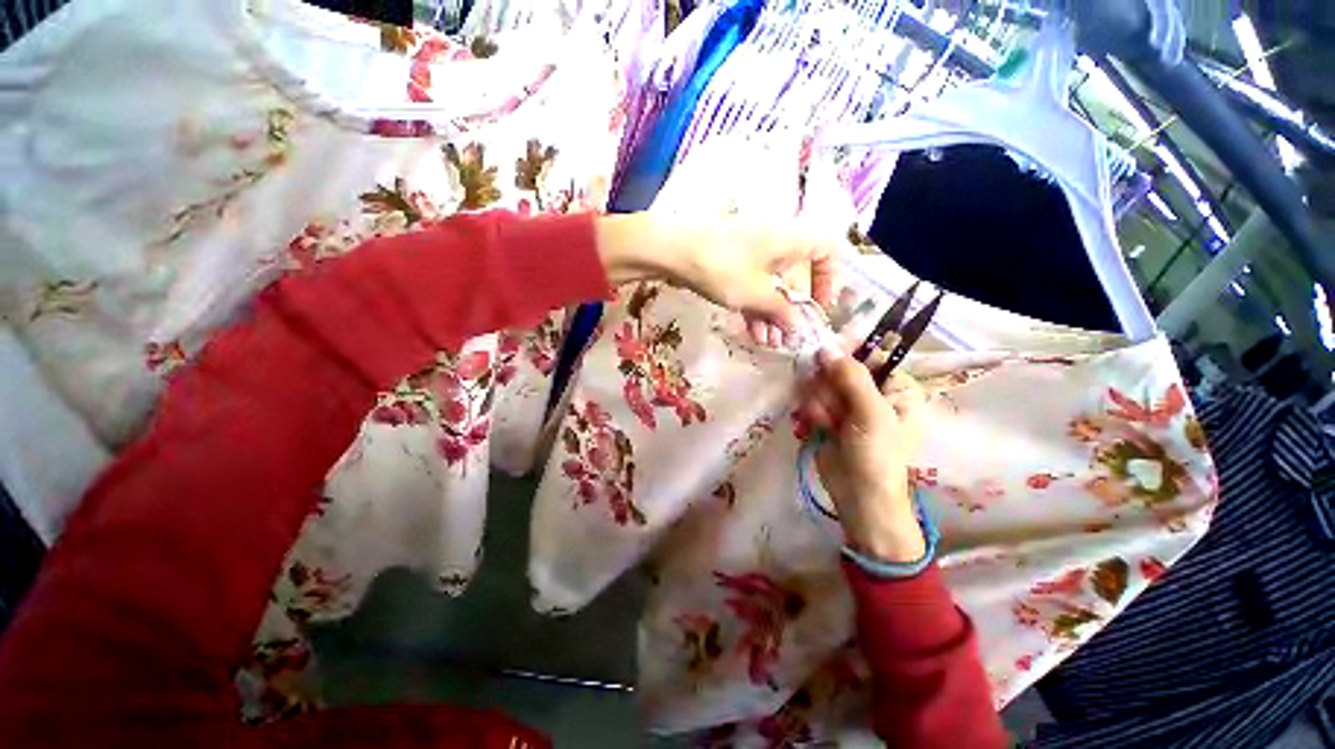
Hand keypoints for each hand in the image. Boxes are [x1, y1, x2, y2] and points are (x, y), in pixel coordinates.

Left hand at [596, 213, 836, 344]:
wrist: (673, 250)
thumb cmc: (723, 267)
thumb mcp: (756, 294)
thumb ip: (782, 312)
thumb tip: (799, 328)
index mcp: (792, 239)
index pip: (828, 251)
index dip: (830, 279)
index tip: (819, 307)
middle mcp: (777, 242)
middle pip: (797, 276)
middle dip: (792, 310)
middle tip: (788, 337)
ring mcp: (753, 252)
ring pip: (772, 285)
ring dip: (772, 315)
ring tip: (768, 343)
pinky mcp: (733, 262)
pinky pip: (753, 285)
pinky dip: (755, 307)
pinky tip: (753, 332)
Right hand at [796, 349, 927, 562]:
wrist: (858, 497)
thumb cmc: (877, 456)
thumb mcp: (871, 414)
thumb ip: (850, 378)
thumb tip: (826, 347)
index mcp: (896, 386)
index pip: (868, 354)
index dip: (845, 354)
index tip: (824, 361)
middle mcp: (872, 391)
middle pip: (837, 368)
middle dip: (829, 387)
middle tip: (833, 409)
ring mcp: (847, 403)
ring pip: (820, 383)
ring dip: (818, 402)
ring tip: (826, 424)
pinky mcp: (828, 415)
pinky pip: (811, 399)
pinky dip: (811, 412)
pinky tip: (816, 427)